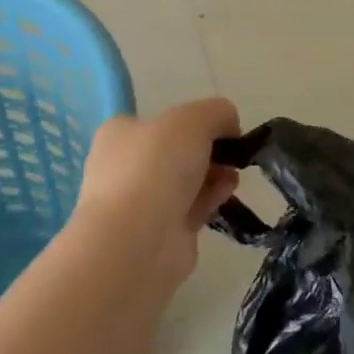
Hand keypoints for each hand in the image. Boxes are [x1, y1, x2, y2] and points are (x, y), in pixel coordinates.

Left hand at [68, 98, 241, 284]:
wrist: (137, 241)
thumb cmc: (156, 167)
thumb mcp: (193, 120)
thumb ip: (216, 112)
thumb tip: (229, 124)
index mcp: (119, 135)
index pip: (157, 121)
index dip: (192, 120)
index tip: (221, 127)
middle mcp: (125, 168)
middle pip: (174, 152)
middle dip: (207, 150)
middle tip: (231, 151)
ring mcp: (141, 204)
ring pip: (184, 182)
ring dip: (212, 174)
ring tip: (234, 174)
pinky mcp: (160, 233)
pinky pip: (191, 209)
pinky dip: (211, 198)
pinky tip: (228, 192)